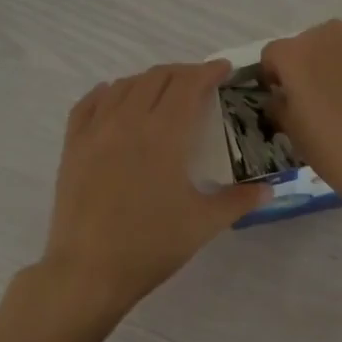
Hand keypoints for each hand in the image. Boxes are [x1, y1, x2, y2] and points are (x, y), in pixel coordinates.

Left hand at [39, 60, 268, 316]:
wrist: (89, 271)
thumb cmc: (151, 246)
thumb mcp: (203, 224)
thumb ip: (238, 200)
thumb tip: (268, 189)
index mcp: (164, 135)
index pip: (188, 85)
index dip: (208, 72)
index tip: (224, 70)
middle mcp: (128, 121)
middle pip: (157, 79)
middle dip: (183, 73)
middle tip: (201, 83)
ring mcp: (95, 132)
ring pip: (124, 86)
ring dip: (149, 81)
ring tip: (164, 91)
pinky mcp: (73, 147)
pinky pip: (88, 104)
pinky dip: (108, 93)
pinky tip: (114, 97)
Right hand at [260, 21, 341, 220]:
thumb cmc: (335, 153)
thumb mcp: (293, 133)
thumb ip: (281, 104)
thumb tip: (283, 97)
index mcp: (295, 54)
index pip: (274, 55)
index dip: (277, 76)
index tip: (287, 97)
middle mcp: (331, 33)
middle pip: (313, 43)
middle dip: (314, 65)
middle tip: (326, 98)